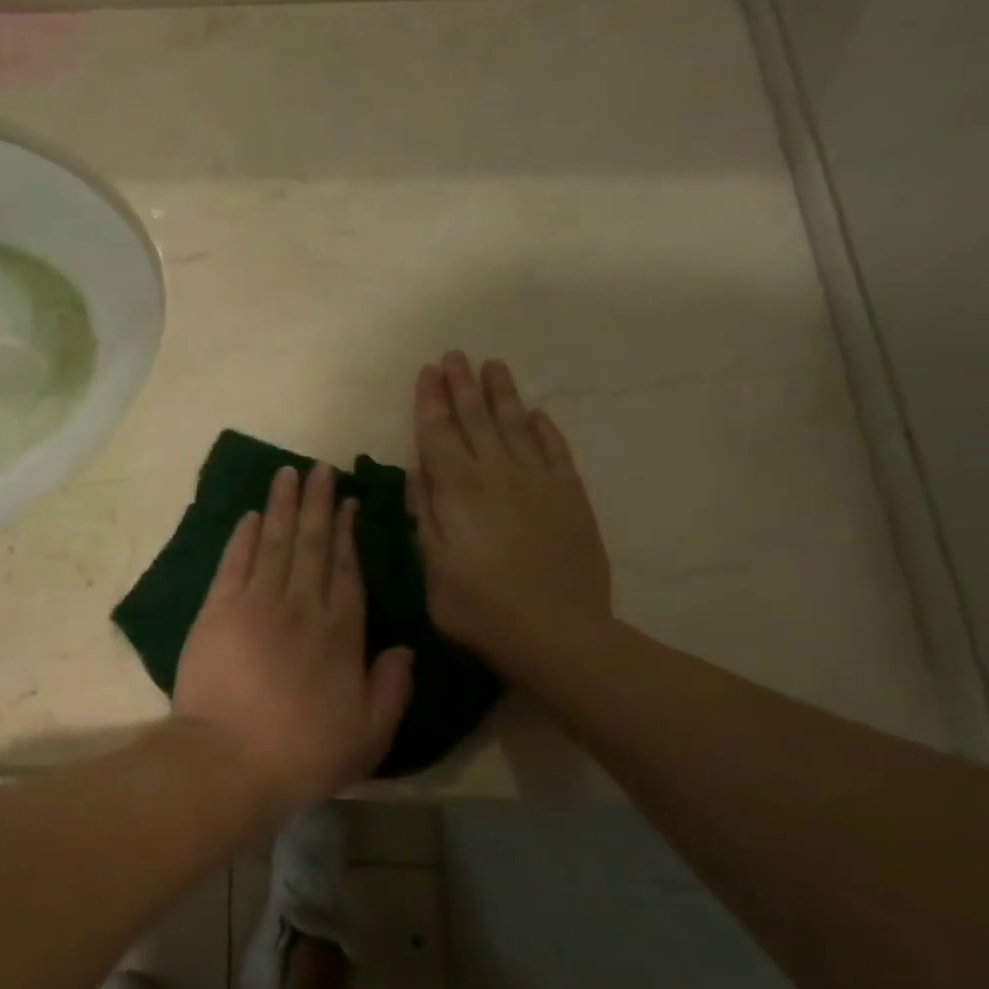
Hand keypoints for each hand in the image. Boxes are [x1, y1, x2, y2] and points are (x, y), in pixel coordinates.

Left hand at [173, 463, 414, 810]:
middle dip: (316, 503)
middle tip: (319, 468)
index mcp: (341, 632)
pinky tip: (248, 515)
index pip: (347, 569)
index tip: (347, 502)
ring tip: (286, 473)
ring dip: (281, 506)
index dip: (347, 533)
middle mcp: (301, 605)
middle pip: (312, 543)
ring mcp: (255, 603)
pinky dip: (241, 536)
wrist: (230, 759)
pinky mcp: (217, 609)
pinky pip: (233, 562)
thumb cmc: (303, 752)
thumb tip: (406, 647)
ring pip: (273, 542)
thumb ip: (392, 688)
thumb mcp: (369, 734)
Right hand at [410, 352, 612, 659]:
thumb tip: (418, 471)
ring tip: (492, 365)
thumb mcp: (432, 567)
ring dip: (501, 394)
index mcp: (458, 491)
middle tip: (454, 355)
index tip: (426, 373)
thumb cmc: (479, 607)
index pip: (439, 434)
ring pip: (515, 426)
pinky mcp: (570, 496)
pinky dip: (542, 428)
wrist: (558, 632)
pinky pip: (554, 450)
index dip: (431, 402)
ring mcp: (538, 482)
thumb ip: (425, 515)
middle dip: (462, 385)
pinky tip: (534, 413)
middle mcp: (497, 474)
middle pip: (476, 420)